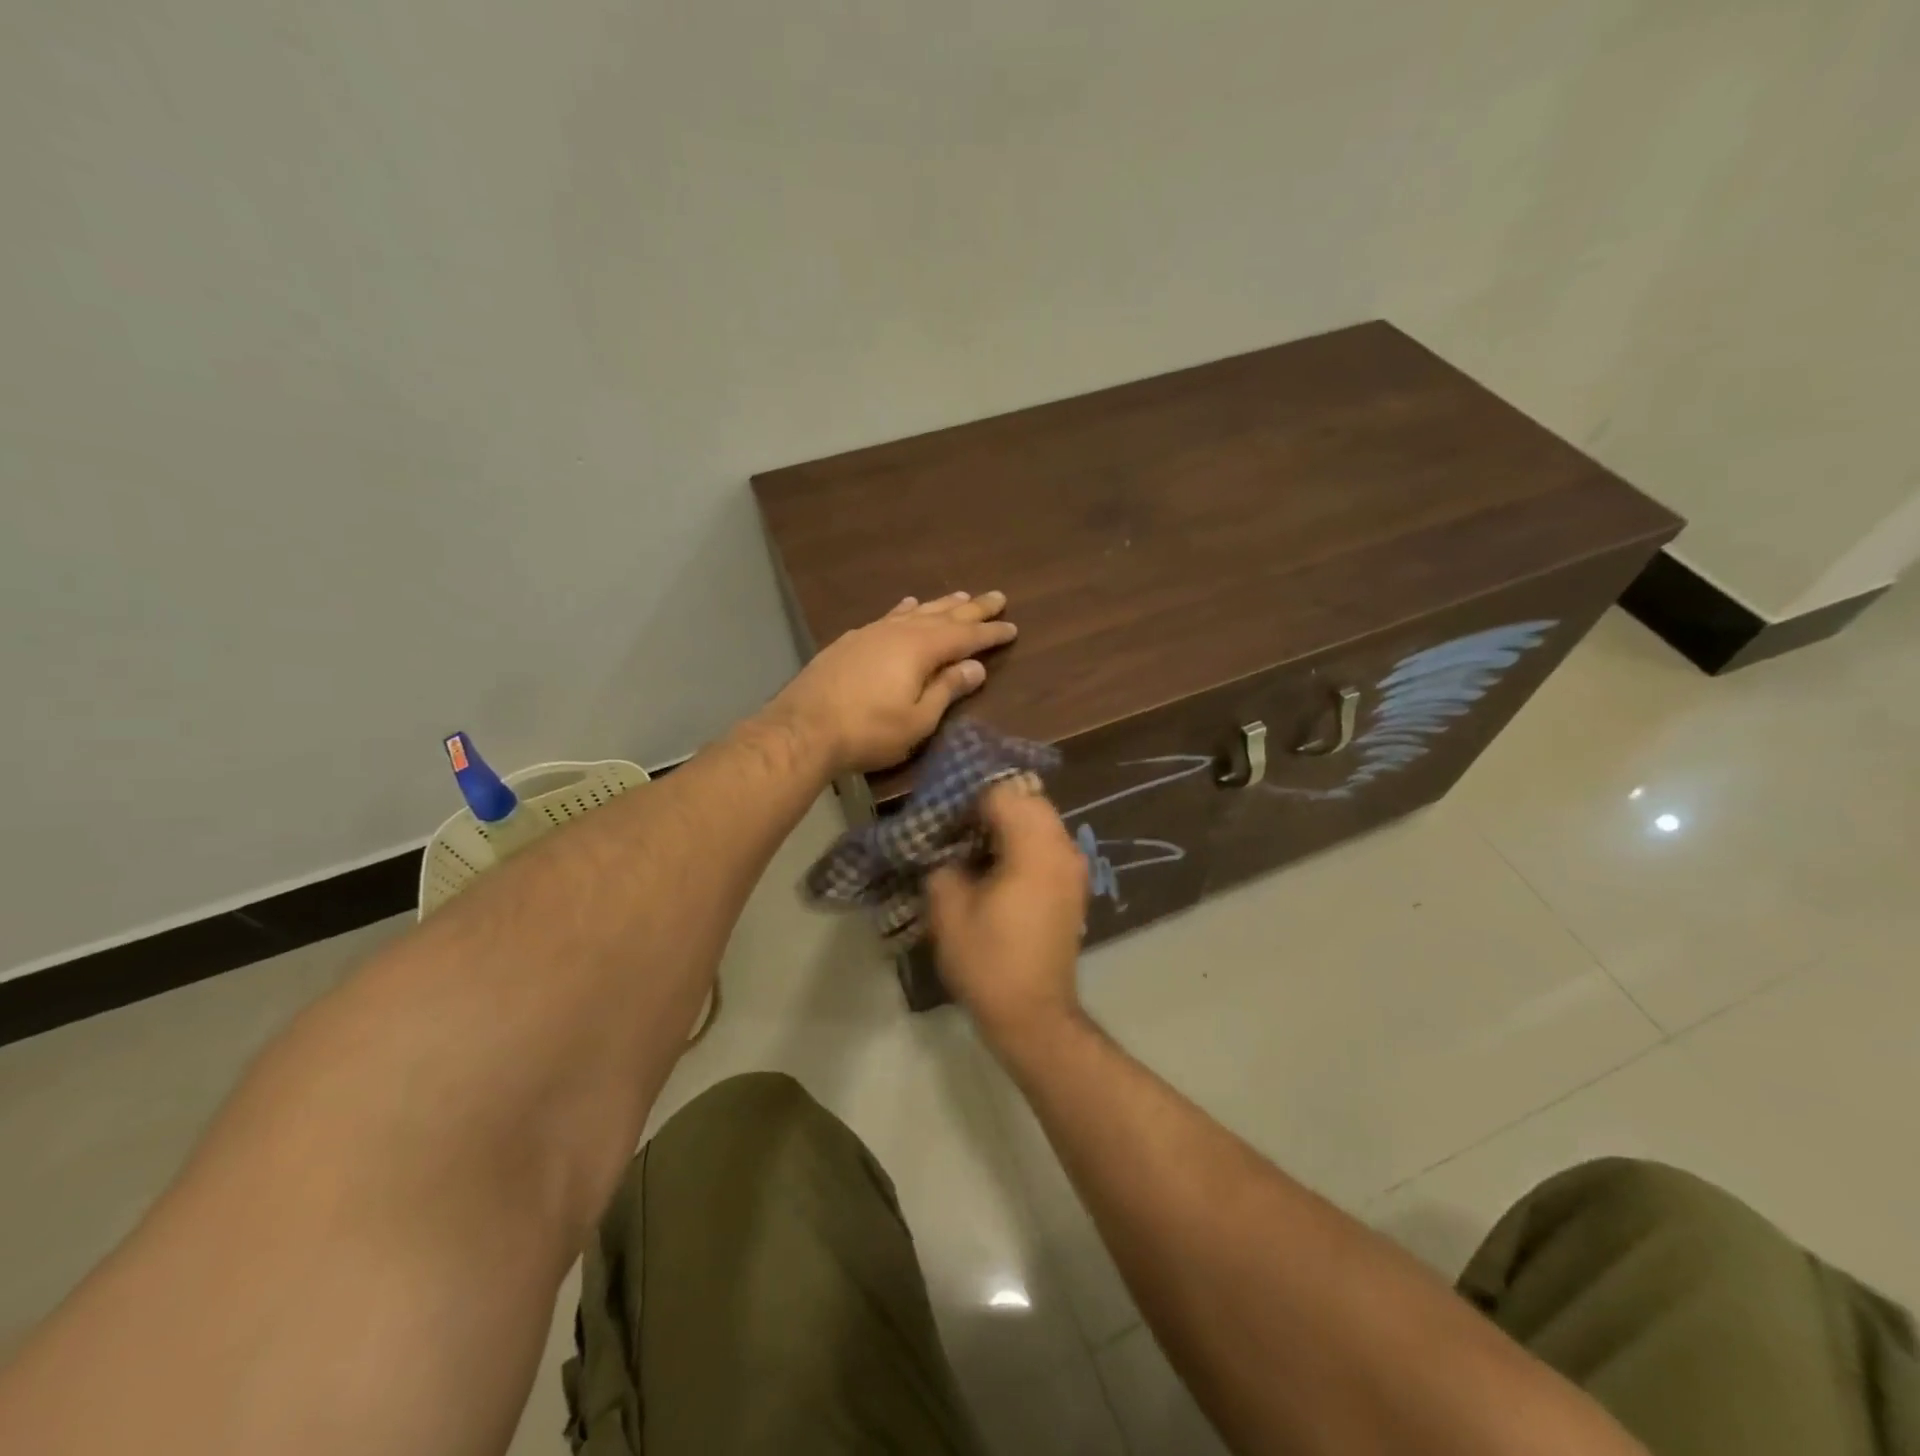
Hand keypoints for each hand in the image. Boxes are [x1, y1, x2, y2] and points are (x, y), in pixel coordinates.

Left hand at [766, 591, 1017, 776]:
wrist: (803, 728)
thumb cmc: (868, 731)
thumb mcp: (918, 720)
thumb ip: (947, 690)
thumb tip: (975, 667)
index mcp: (921, 649)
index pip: (965, 636)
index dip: (990, 633)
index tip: (1012, 626)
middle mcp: (899, 631)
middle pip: (943, 615)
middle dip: (972, 608)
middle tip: (997, 596)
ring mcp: (872, 633)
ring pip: (915, 612)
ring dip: (940, 604)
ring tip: (960, 596)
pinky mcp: (851, 641)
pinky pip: (889, 616)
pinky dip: (905, 610)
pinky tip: (908, 605)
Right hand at [927, 780, 1088, 1050]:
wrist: (1034, 1016)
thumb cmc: (989, 961)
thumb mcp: (948, 910)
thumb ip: (944, 865)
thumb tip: (948, 851)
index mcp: (1034, 847)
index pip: (1003, 793)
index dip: (969, 800)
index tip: (945, 819)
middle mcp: (1062, 848)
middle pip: (1027, 800)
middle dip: (991, 806)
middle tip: (956, 828)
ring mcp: (1074, 868)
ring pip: (1041, 821)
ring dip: (1009, 825)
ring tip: (973, 848)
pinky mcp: (1073, 887)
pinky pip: (1047, 846)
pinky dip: (1023, 845)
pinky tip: (996, 869)